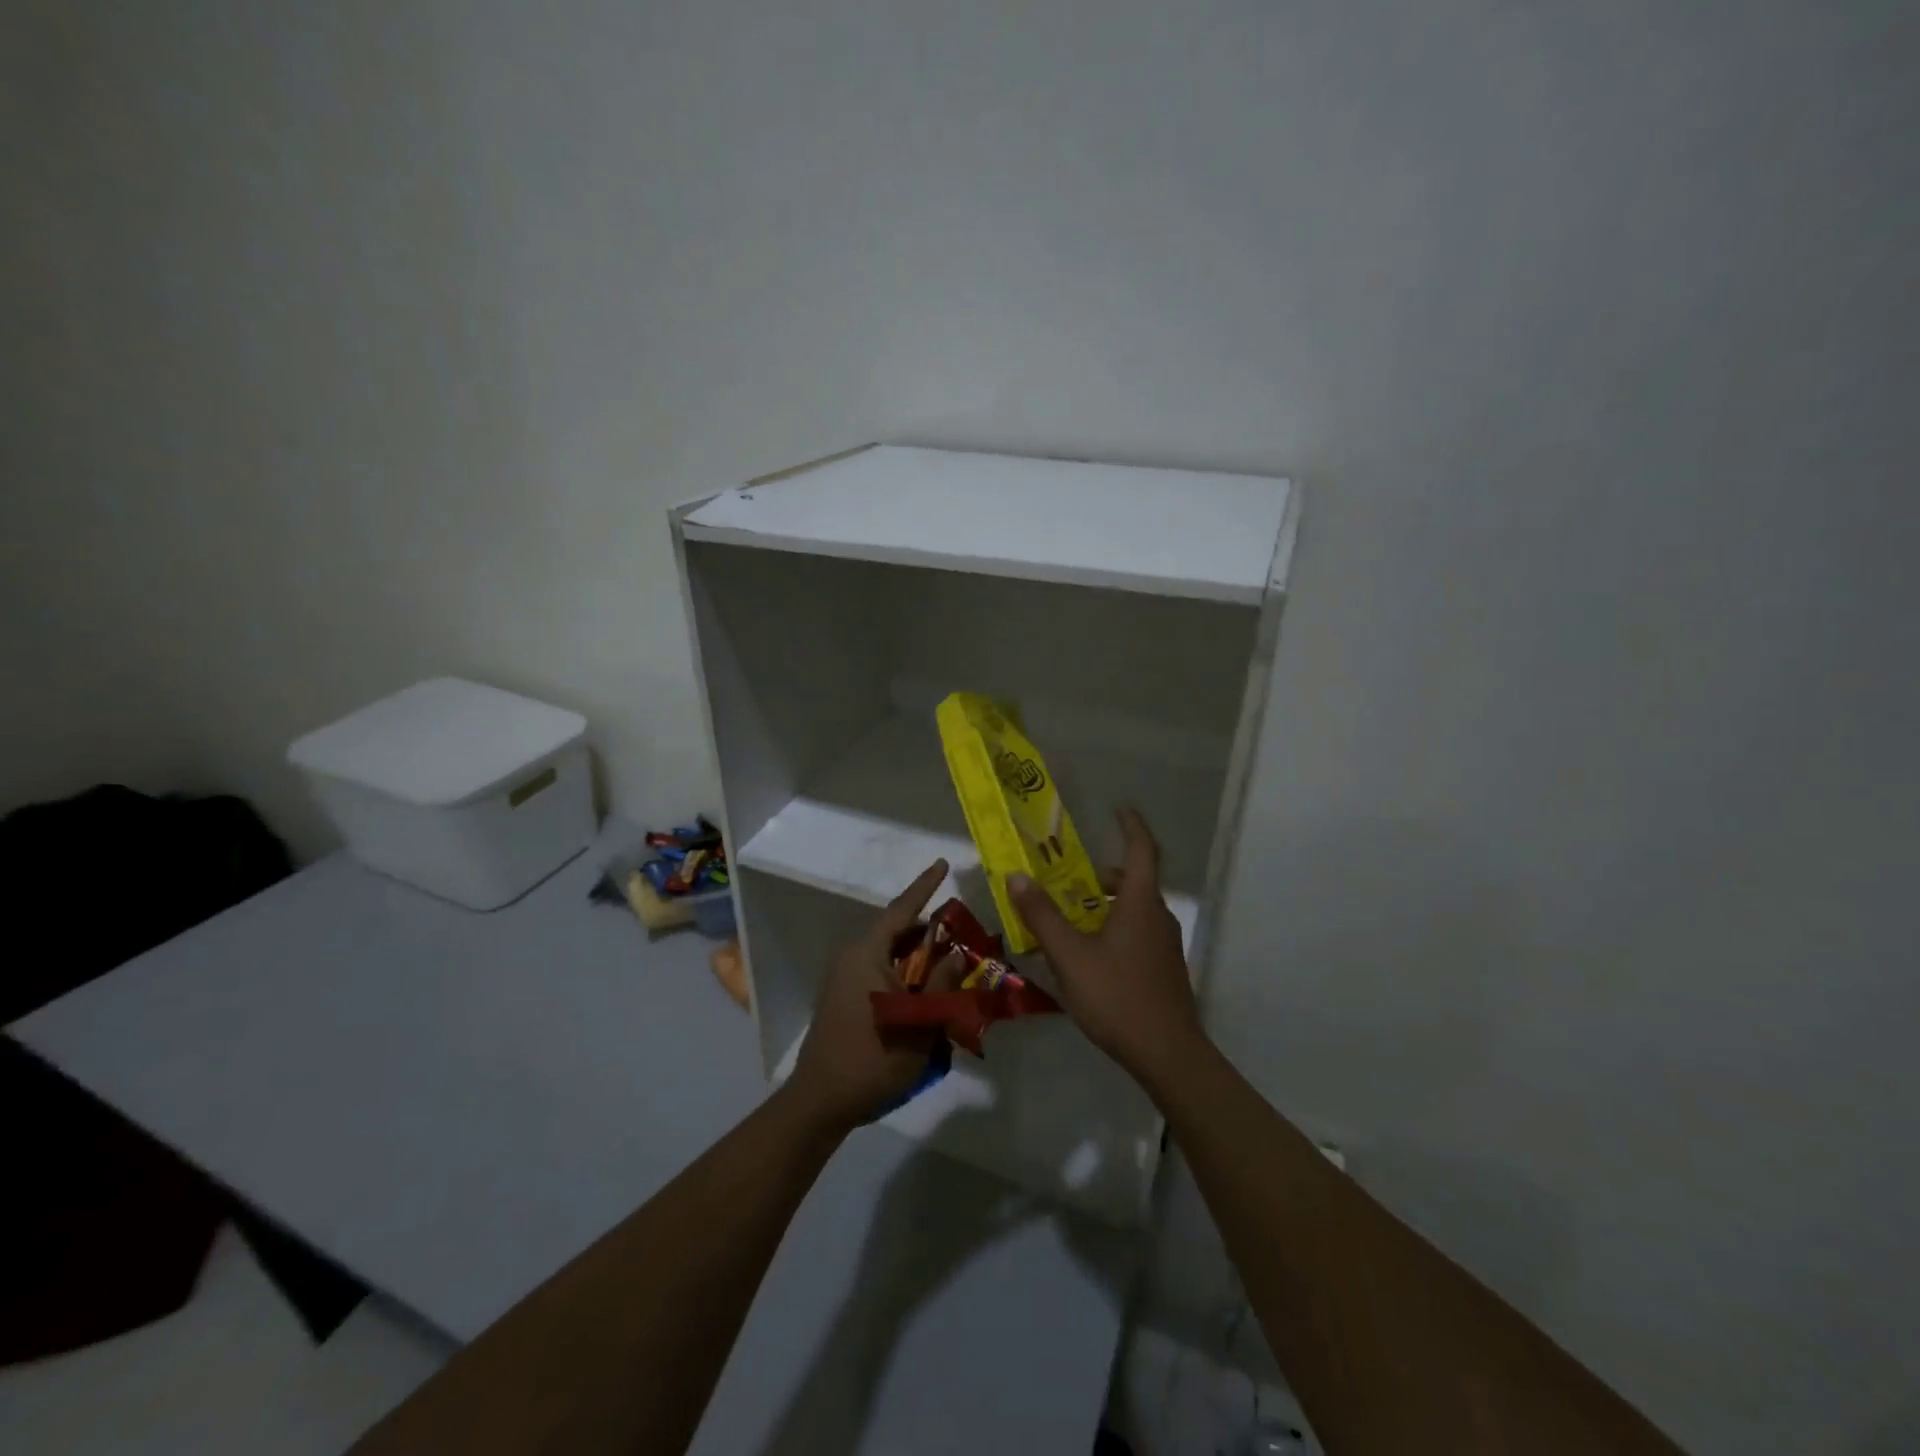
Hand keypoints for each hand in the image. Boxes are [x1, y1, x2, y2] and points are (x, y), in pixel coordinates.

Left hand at [787, 858, 958, 1132]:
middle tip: (963, 932)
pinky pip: (880, 970)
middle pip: (897, 931)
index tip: (943, 863)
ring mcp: (845, 978)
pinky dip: (904, 972)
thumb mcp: (919, 1022)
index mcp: (866, 954)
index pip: (901, 909)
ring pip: (889, 953)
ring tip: (951, 963)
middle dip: (930, 931)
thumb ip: (941, 984)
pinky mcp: (844, 997)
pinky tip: (927, 990)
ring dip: (918, 956)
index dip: (924, 886)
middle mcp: (853, 957)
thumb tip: (959, 953)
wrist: (821, 1101)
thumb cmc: (872, 1058)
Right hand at [1007, 808, 1206, 1085]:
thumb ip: (1042, 915)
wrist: (1168, 1054)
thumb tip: (1017, 876)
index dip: (1132, 825)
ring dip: (1106, 904)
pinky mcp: (1165, 969)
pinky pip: (1138, 933)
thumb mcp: (1070, 955)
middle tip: (1069, 878)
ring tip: (1070, 919)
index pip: (1143, 849)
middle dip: (1102, 875)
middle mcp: (1158, 916)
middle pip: (1134, 881)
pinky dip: (1114, 928)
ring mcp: (1165, 945)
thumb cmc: (1117, 996)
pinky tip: (1089, 956)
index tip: (1118, 809)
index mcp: (1140, 903)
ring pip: (1135, 909)